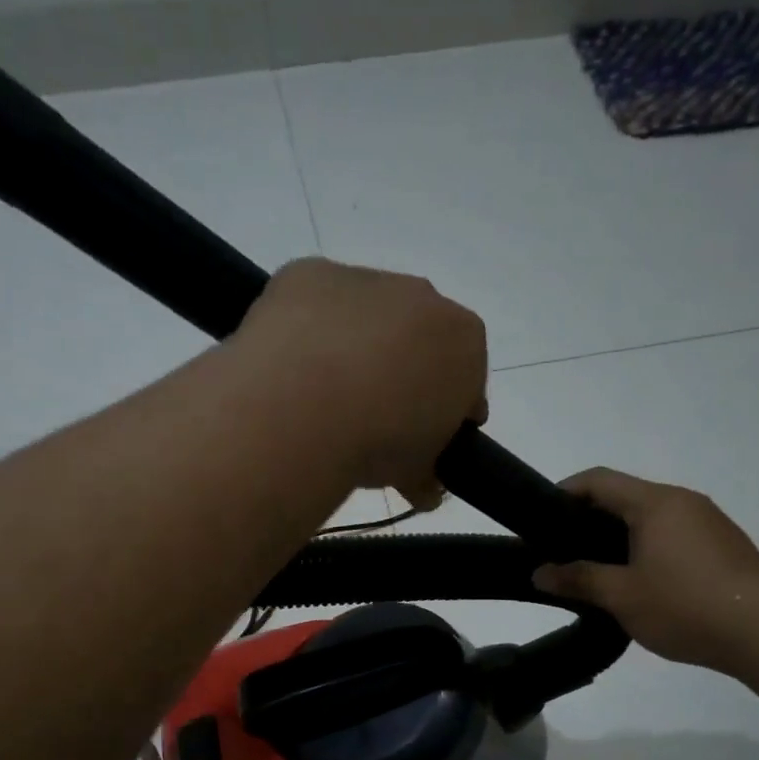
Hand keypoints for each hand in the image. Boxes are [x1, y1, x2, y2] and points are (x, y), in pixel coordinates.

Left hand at [234, 258, 487, 506]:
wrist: (304, 407)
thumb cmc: (378, 441)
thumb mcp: (417, 473)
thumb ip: (428, 473)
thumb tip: (422, 487)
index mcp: (465, 341)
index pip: (467, 377)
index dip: (447, 411)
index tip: (425, 438)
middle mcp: (423, 297)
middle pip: (419, 338)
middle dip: (403, 371)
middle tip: (374, 417)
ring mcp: (365, 279)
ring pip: (367, 316)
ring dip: (355, 347)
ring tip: (324, 396)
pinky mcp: (309, 272)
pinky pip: (316, 303)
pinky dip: (309, 329)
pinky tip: (291, 365)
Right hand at [532, 468, 758, 671]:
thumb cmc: (685, 606)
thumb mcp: (621, 596)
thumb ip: (577, 579)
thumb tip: (539, 573)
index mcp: (655, 503)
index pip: (599, 480)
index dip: (565, 492)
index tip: (540, 517)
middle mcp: (683, 501)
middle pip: (626, 497)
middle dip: (590, 519)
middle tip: (564, 551)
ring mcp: (709, 522)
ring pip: (652, 517)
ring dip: (620, 536)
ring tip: (599, 571)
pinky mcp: (724, 545)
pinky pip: (674, 534)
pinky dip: (648, 548)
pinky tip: (642, 582)